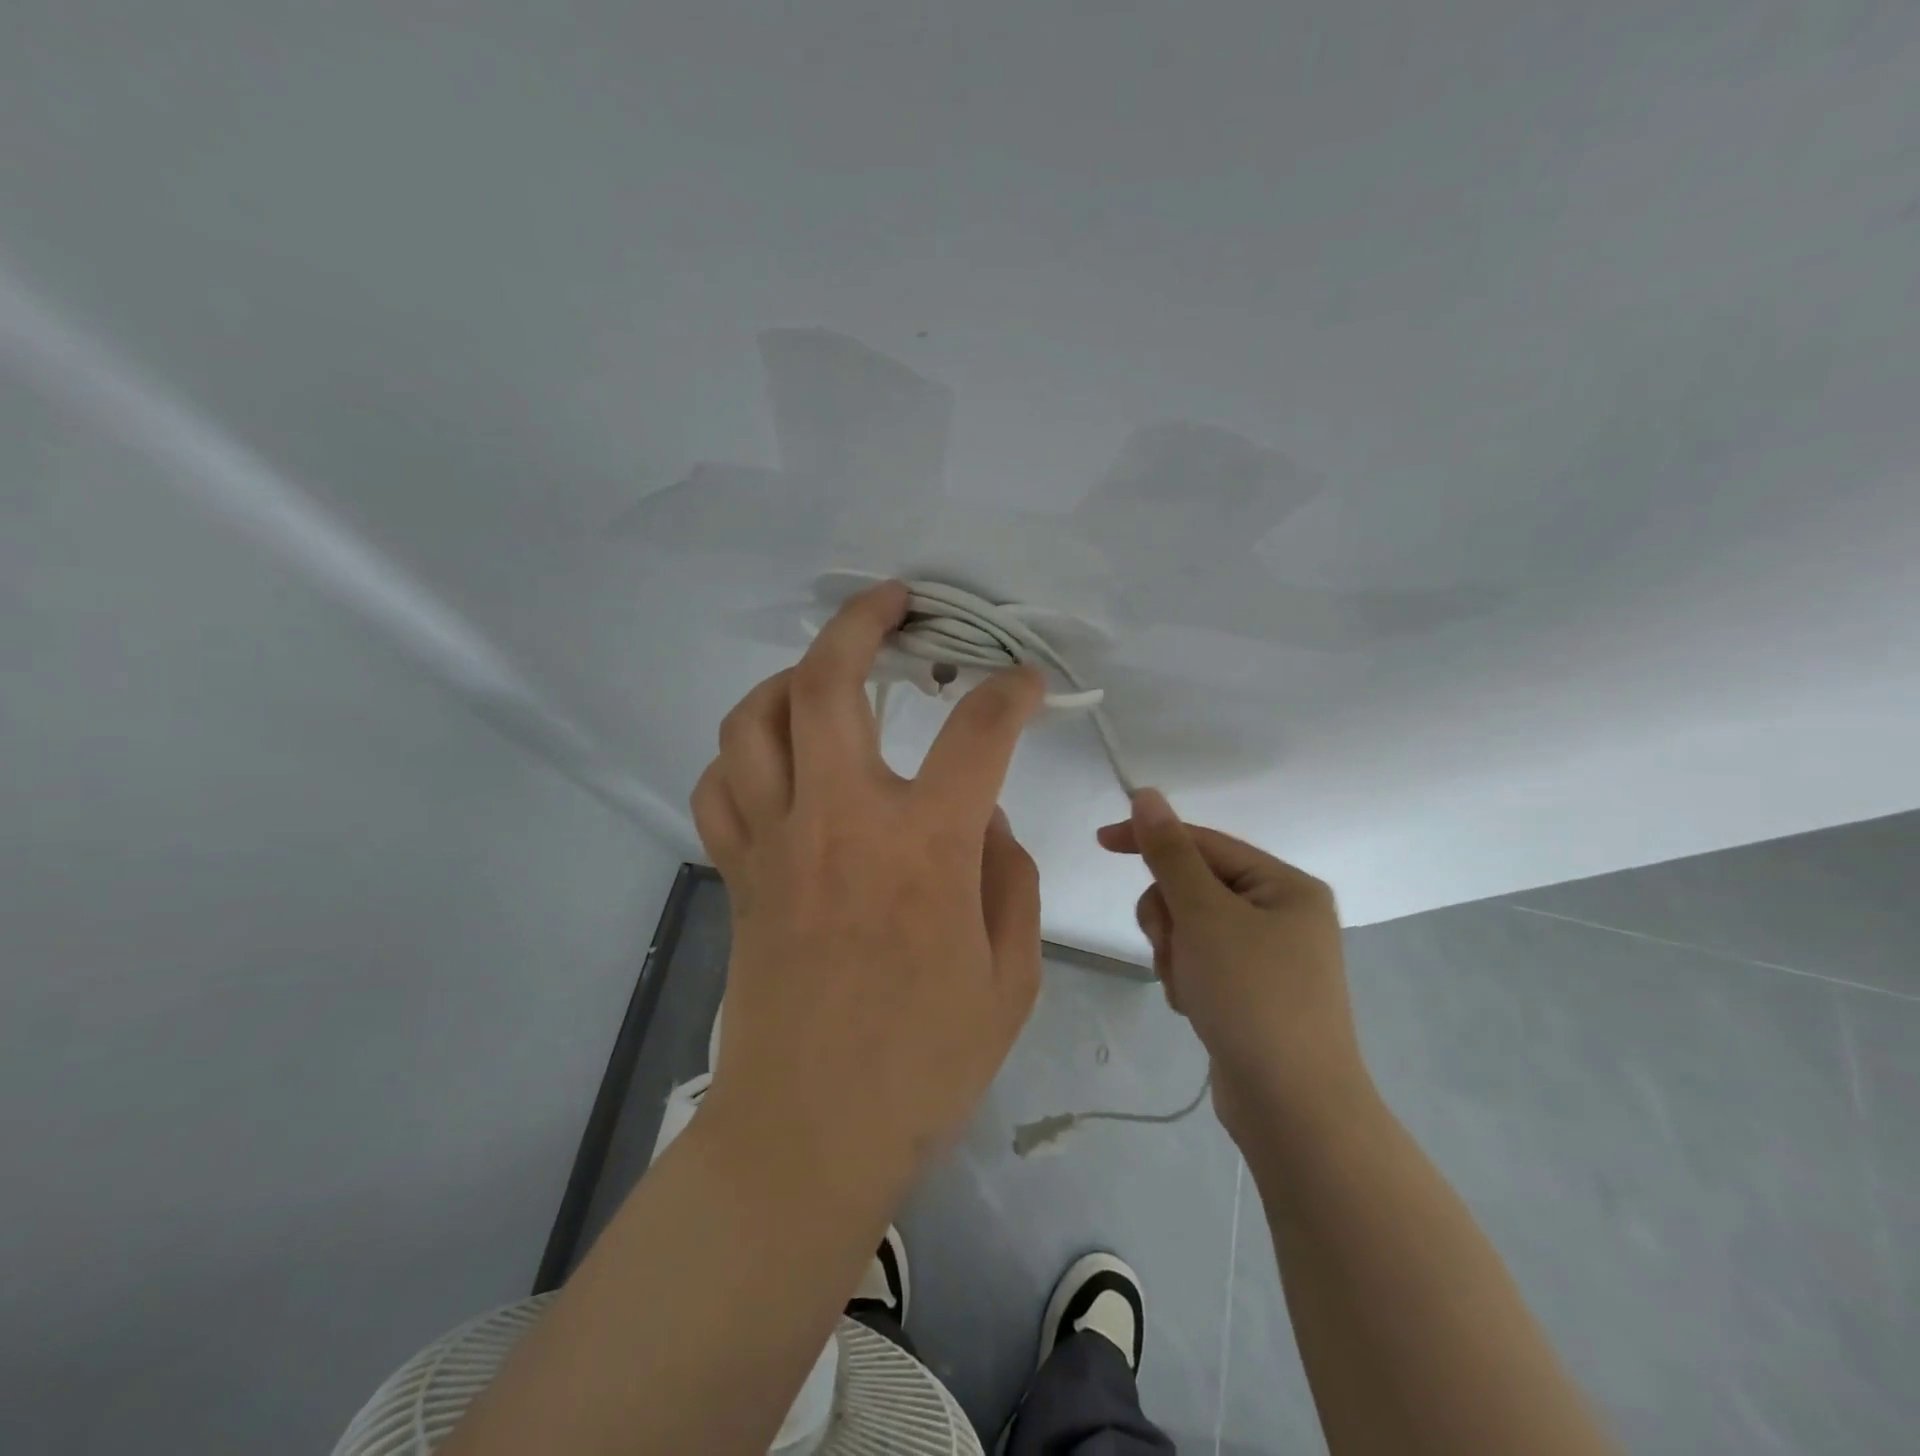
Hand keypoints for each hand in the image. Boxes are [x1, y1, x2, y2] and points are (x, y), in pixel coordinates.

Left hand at [692, 581, 1045, 1194]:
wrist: (807, 1136)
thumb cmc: (924, 1066)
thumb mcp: (1011, 978)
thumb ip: (1008, 879)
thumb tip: (983, 820)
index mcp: (925, 848)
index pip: (978, 733)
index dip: (1010, 693)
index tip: (1025, 680)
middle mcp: (841, 821)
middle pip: (829, 682)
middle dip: (862, 621)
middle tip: (896, 602)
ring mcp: (776, 841)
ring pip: (754, 719)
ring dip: (790, 676)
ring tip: (825, 673)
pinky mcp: (738, 872)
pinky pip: (721, 783)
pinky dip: (745, 751)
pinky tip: (776, 757)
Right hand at [1097, 791, 1368, 1140]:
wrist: (1294, 1109)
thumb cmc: (1253, 996)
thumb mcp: (1205, 915)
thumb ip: (1170, 853)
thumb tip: (1147, 796)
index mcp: (1285, 885)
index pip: (1204, 843)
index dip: (1151, 838)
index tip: (1100, 841)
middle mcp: (1282, 914)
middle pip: (1194, 887)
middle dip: (1170, 916)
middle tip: (1173, 946)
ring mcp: (1269, 957)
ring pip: (1191, 928)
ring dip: (1175, 951)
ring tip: (1188, 986)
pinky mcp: (1252, 992)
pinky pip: (1201, 962)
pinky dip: (1187, 978)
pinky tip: (1197, 1007)